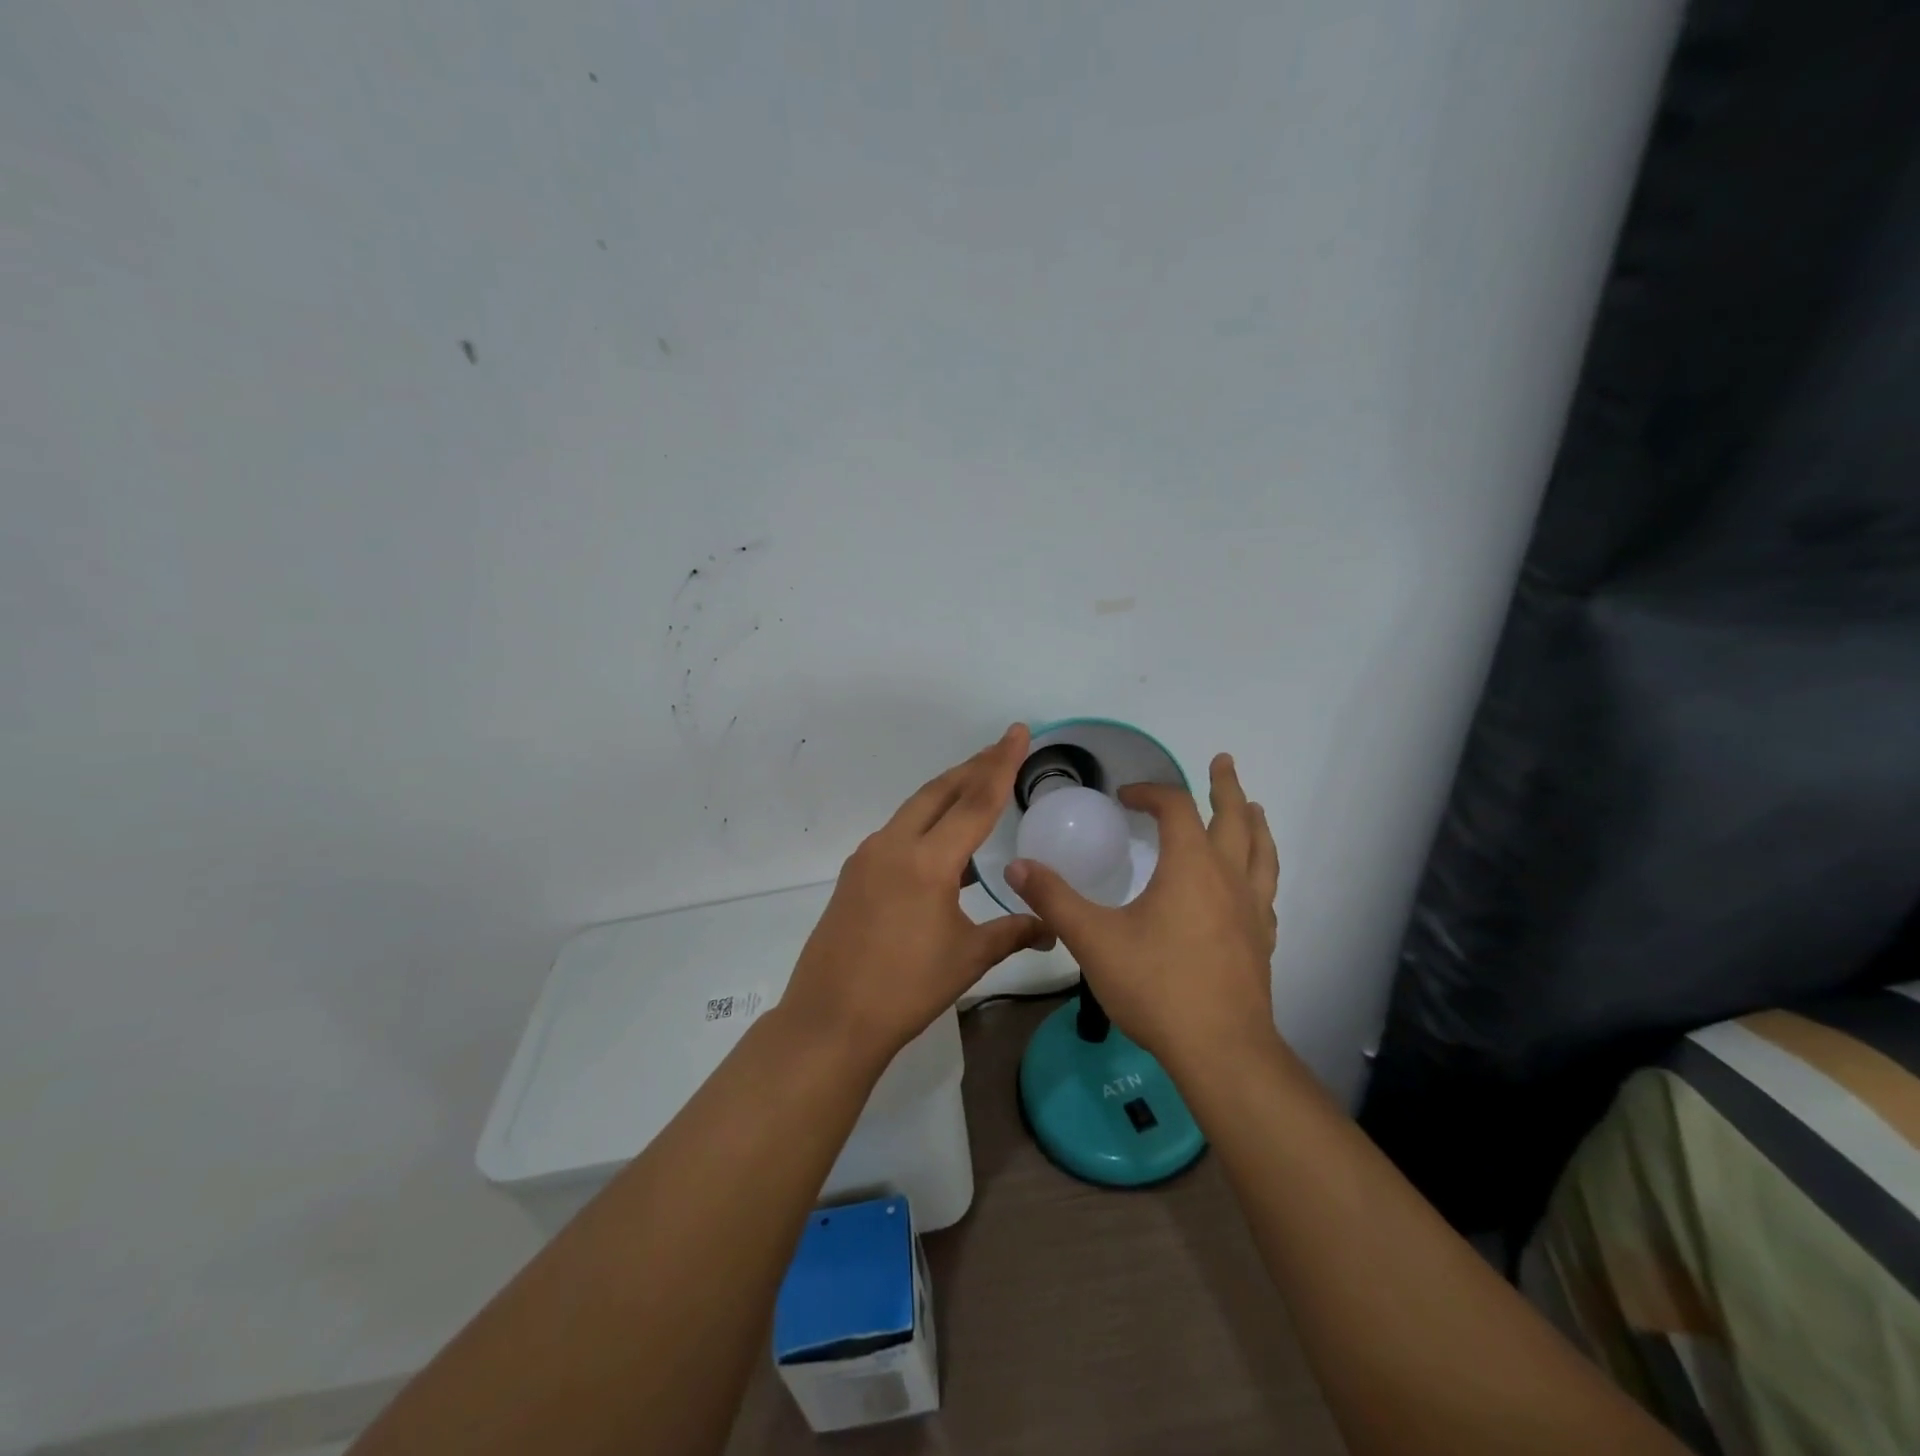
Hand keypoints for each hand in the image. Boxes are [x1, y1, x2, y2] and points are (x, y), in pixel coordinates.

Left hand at [780, 724, 1053, 1064]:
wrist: (831, 1019)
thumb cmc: (906, 989)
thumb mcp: (968, 958)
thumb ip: (1013, 932)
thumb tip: (1050, 926)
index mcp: (928, 861)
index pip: (975, 801)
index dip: (1002, 764)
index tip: (1018, 732)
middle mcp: (894, 845)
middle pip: (940, 791)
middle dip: (974, 767)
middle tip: (1003, 748)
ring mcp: (868, 857)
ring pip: (915, 809)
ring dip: (948, 794)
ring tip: (977, 790)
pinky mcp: (854, 874)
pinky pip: (897, 834)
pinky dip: (925, 824)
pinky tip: (942, 846)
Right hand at [1006, 752, 1277, 1068]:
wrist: (1220, 1050)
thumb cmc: (1156, 986)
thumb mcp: (1093, 939)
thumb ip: (1054, 899)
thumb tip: (1016, 867)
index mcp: (1190, 867)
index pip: (1175, 808)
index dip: (1150, 793)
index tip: (1126, 796)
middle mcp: (1228, 878)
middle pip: (1234, 818)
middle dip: (1225, 787)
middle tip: (1223, 762)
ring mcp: (1252, 910)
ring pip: (1261, 852)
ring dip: (1254, 824)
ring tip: (1252, 808)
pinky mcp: (1261, 941)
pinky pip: (1266, 890)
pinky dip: (1261, 870)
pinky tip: (1252, 882)